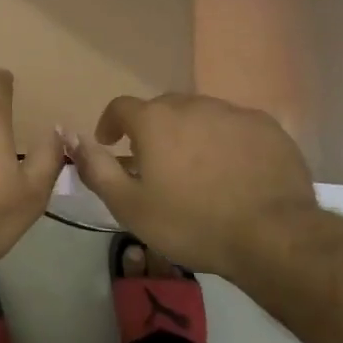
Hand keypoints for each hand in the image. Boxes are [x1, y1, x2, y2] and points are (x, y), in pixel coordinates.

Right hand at [66, 92, 318, 279]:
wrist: (273, 237)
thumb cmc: (191, 223)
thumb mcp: (129, 206)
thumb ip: (96, 168)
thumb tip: (69, 136)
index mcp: (153, 120)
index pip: (120, 107)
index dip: (111, 124)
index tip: (112, 144)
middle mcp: (190, 104)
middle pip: (162, 108)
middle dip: (153, 129)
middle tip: (157, 163)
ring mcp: (232, 112)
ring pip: (200, 115)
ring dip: (191, 133)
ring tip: (198, 168)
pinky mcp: (267, 127)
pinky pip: (235, 126)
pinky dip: (226, 141)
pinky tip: (234, 171)